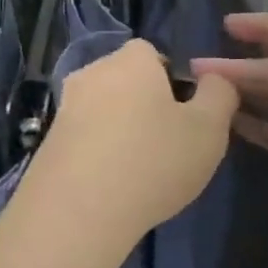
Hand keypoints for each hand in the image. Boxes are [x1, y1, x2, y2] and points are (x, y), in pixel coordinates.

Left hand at [13, 39, 237, 253]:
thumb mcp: (209, 129)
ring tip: (139, 173)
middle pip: (127, 81)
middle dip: (145, 106)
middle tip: (167, 146)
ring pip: (104, 111)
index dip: (172, 81)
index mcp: (131, 60)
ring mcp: (64, 107)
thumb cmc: (153, 161)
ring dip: (121, 132)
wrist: (76, 213)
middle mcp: (93, 72)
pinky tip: (111, 188)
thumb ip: (220, 94)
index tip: (184, 117)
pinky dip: (98, 155)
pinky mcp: (48, 142)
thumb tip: (214, 78)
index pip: (153, 54)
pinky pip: (83, 139)